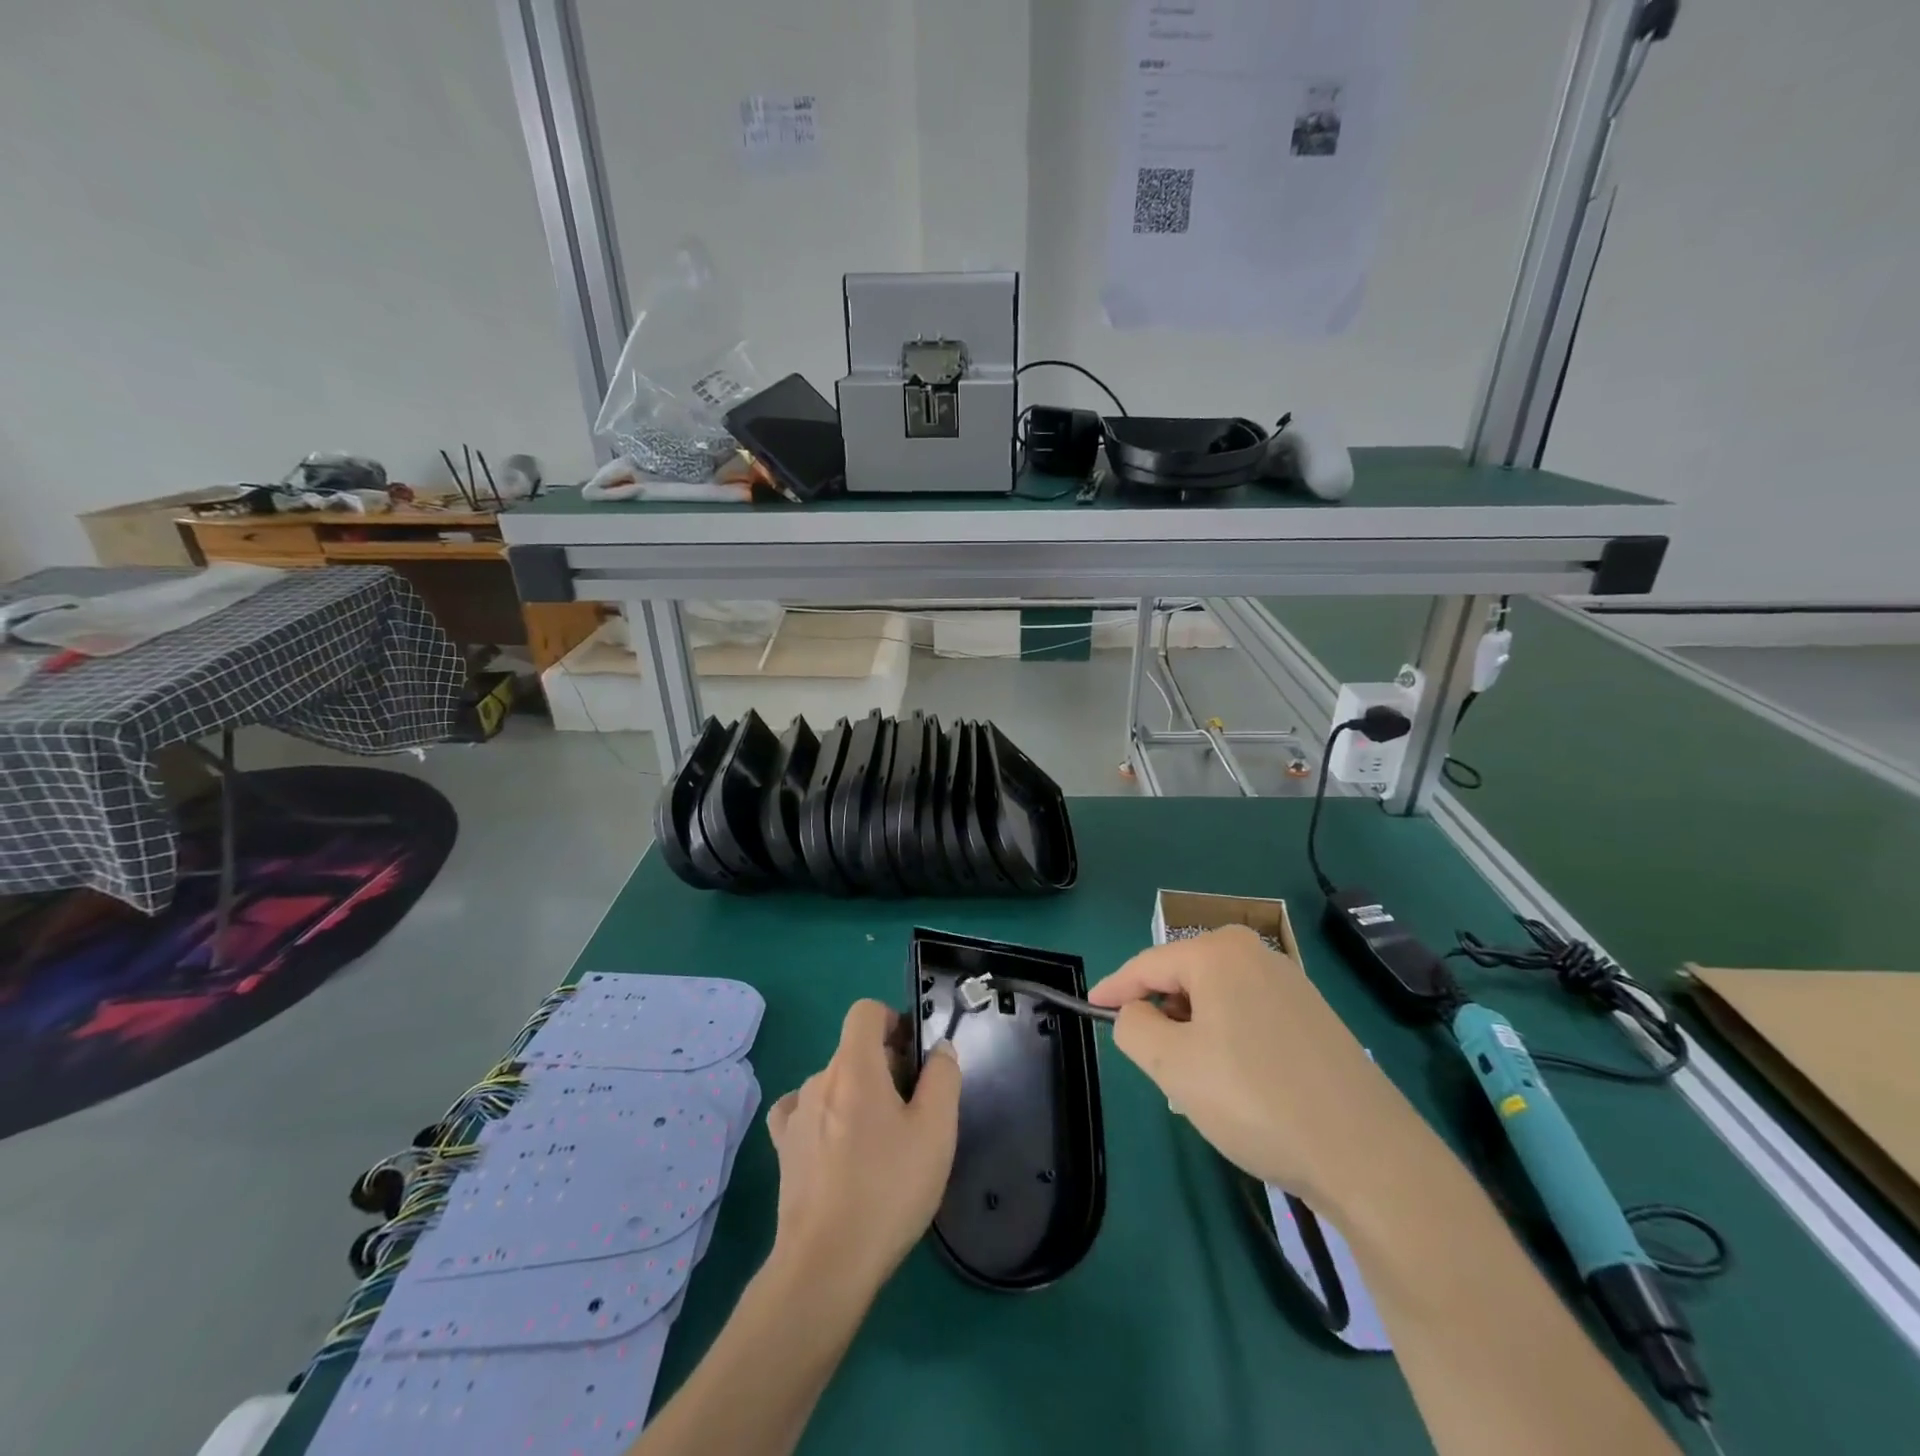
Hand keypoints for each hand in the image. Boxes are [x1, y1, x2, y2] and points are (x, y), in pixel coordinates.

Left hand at [765, 999, 961, 1298]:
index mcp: (855, 1066)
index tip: (913, 1054)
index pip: (865, 1012)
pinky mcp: (784, 1148)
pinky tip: (838, 1145)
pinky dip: (825, 1116)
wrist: (827, 1263)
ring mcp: (796, 1114)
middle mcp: (819, 1079)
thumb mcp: (936, 1130)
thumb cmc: (888, 1189)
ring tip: (881, 1141)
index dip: (892, 1020)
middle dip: (885, 1065)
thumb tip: (938, 1049)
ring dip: (858, 1095)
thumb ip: (943, 1077)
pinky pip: (805, 1111)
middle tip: (912, 1109)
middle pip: (854, 1050)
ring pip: (834, 1083)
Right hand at [1087, 925, 1405, 1210]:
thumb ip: (1133, 1027)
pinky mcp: (1315, 1016)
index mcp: (1218, 951)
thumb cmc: (1256, 1099)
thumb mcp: (1173, 1065)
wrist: (1370, 1157)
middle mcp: (1256, 953)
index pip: (1148, 964)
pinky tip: (1239, 1087)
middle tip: (1157, 1067)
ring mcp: (1292, 983)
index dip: (1114, 988)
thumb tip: (1136, 1013)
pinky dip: (1228, 1040)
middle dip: (1163, 1017)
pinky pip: (1249, 1015)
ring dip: (1195, 1034)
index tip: (1090, 1007)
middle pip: (1184, 979)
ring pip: (1217, 1000)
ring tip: (1199, 1087)